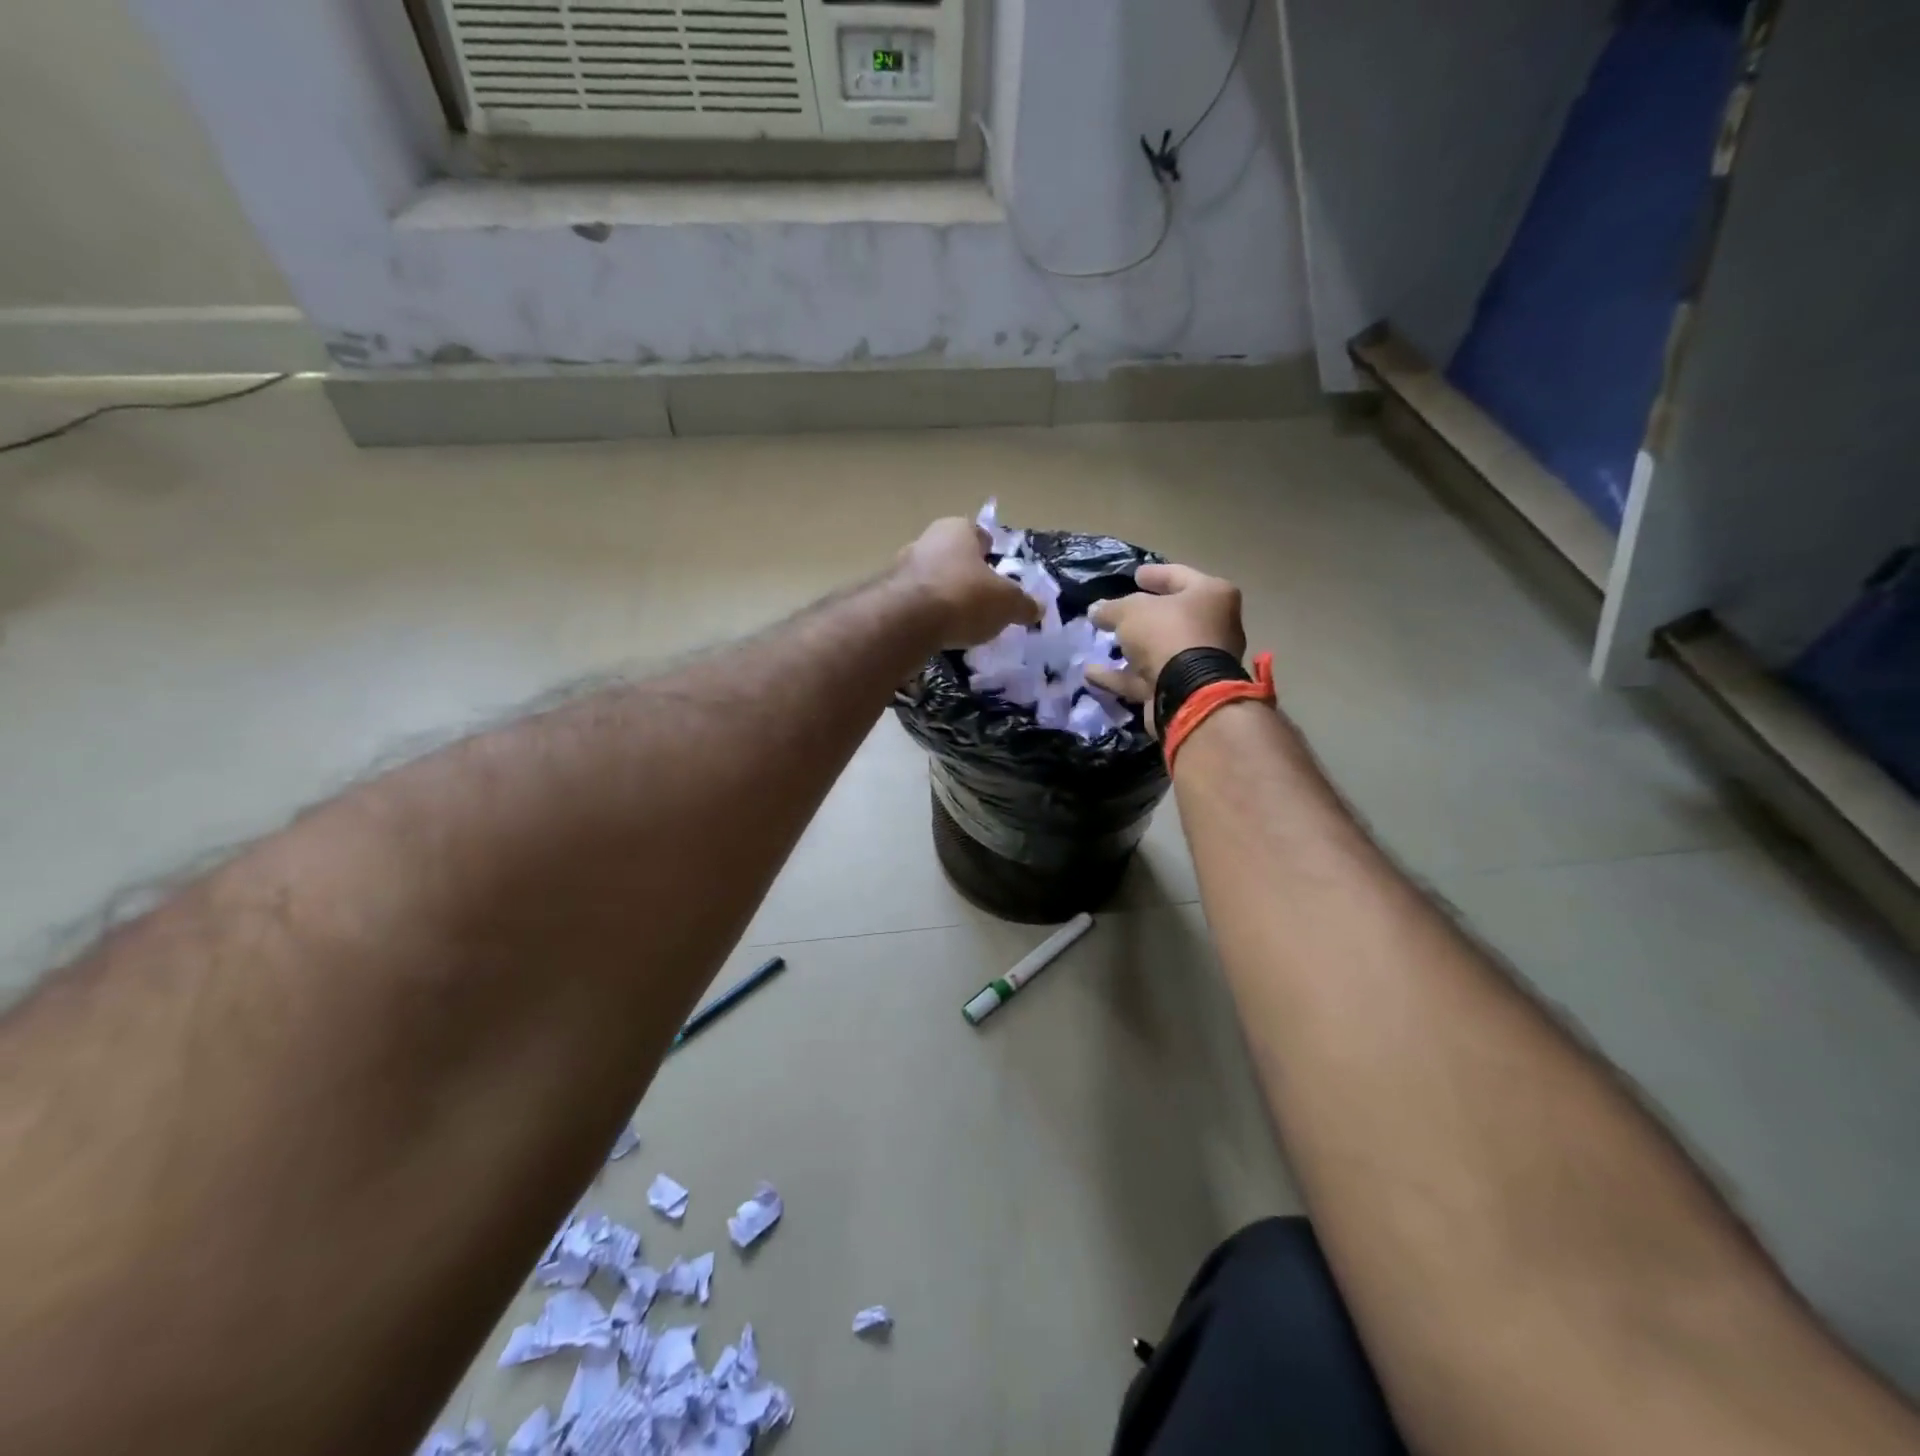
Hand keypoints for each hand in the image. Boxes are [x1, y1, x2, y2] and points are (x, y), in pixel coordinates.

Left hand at [895, 518, 1041, 648]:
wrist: (907, 620)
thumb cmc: (965, 597)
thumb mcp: (1008, 603)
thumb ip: (1024, 604)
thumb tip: (1037, 608)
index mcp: (958, 529)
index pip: (981, 535)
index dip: (993, 554)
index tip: (1000, 574)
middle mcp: (927, 539)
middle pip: (954, 557)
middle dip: (966, 576)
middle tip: (983, 601)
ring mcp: (902, 566)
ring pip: (932, 579)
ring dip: (944, 595)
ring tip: (960, 622)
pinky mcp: (886, 595)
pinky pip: (915, 603)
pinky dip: (926, 615)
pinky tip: (937, 633)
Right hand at [1085, 564, 1245, 726]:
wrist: (1187, 693)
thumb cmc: (1167, 634)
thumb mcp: (1131, 611)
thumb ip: (1111, 608)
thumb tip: (1096, 610)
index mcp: (1211, 596)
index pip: (1179, 576)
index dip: (1155, 574)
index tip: (1135, 575)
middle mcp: (1213, 627)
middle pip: (1172, 616)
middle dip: (1143, 616)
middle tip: (1119, 612)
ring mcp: (1199, 661)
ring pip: (1159, 649)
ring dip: (1130, 649)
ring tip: (1101, 643)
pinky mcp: (1182, 689)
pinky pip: (1146, 677)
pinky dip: (1120, 675)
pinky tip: (1091, 672)